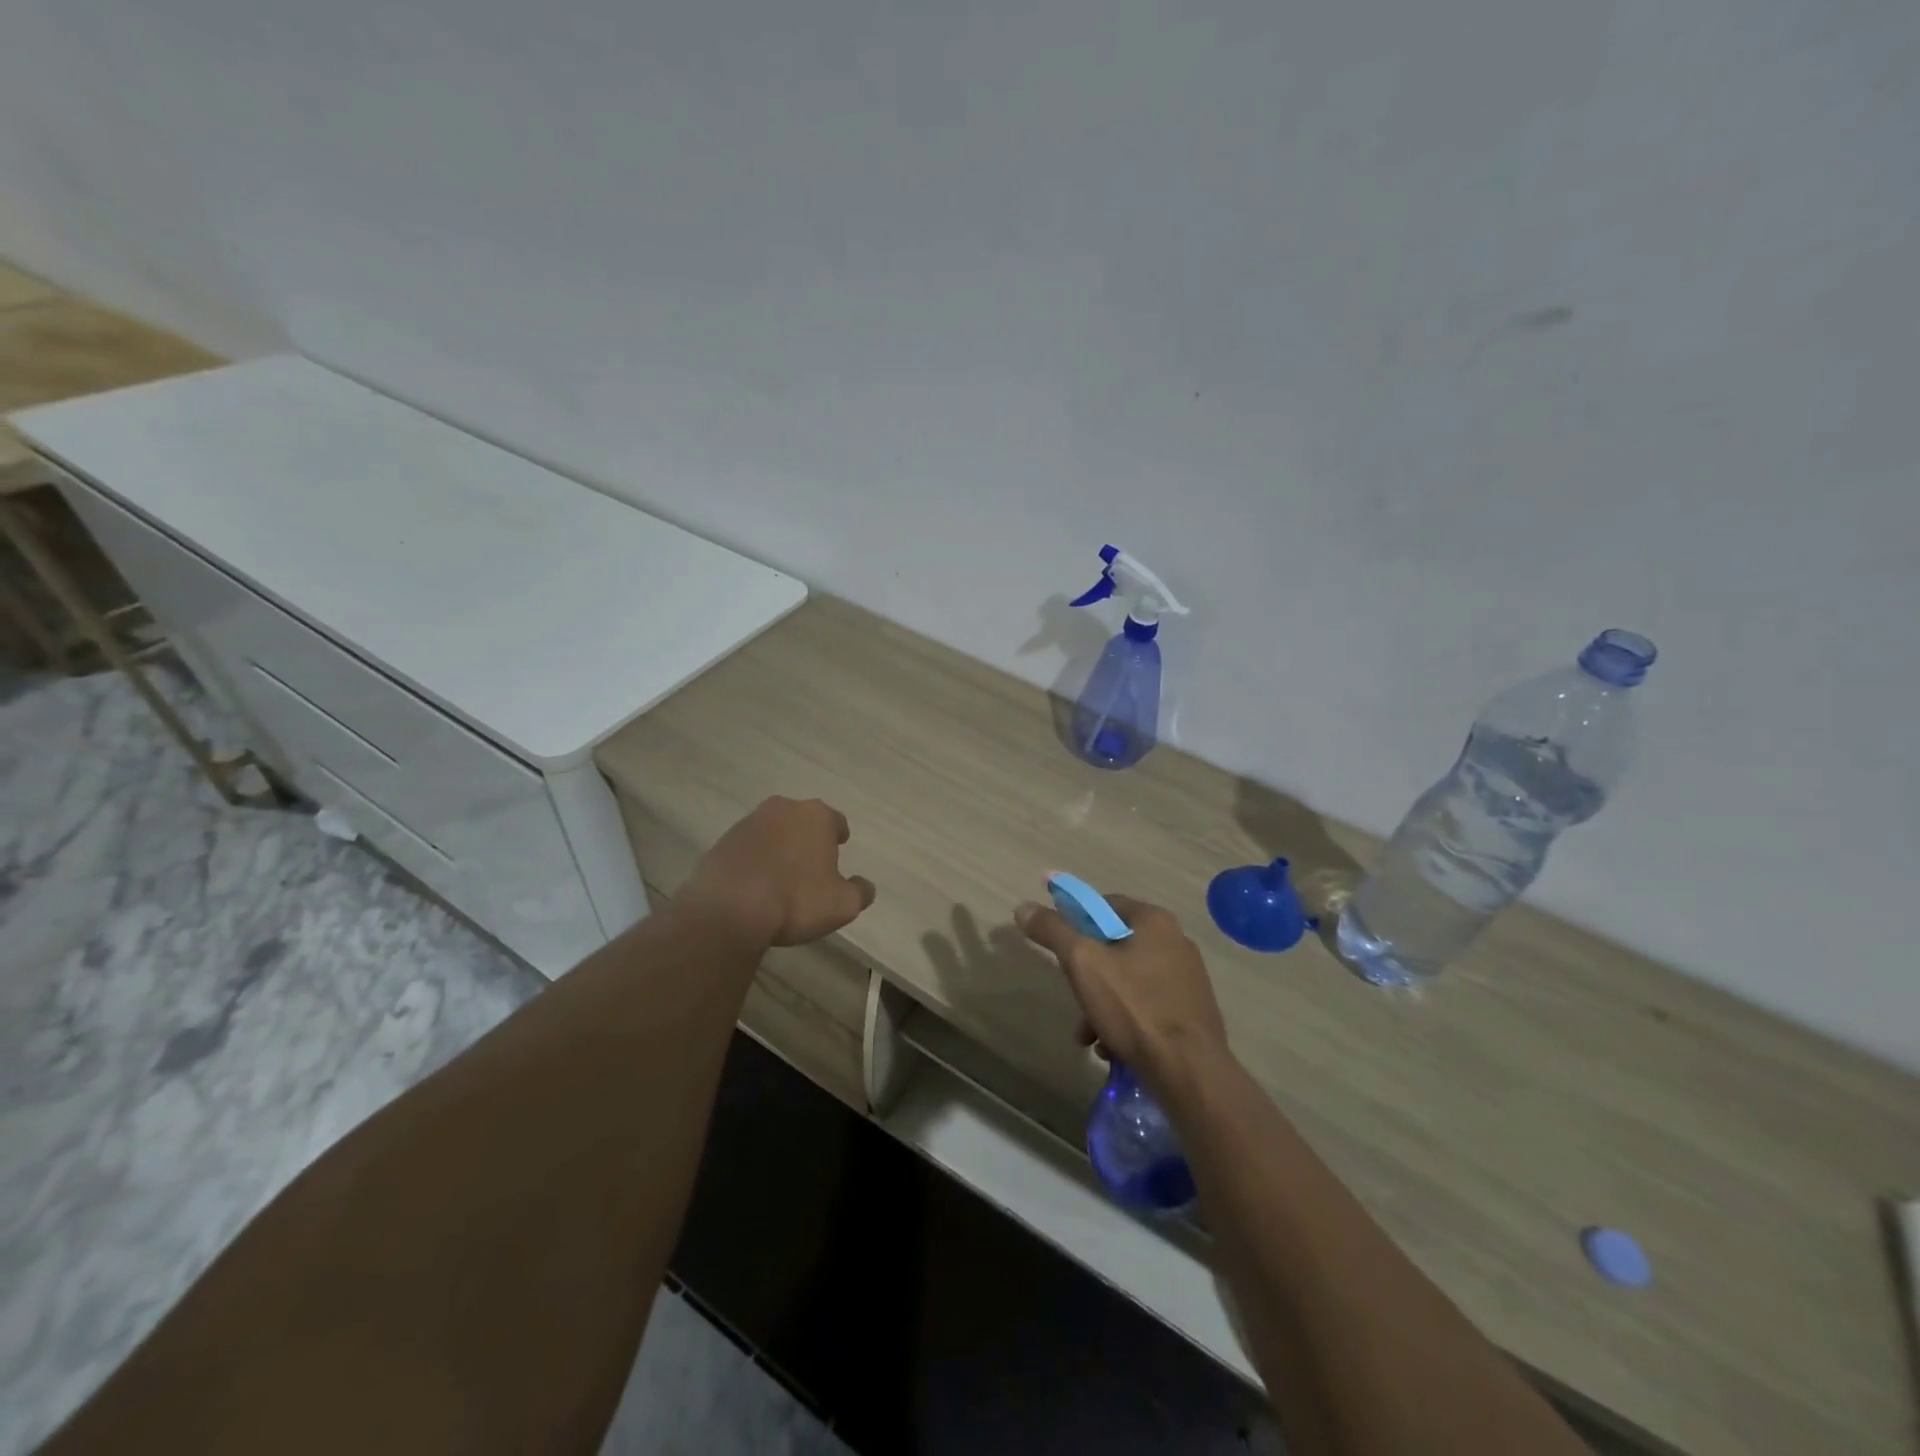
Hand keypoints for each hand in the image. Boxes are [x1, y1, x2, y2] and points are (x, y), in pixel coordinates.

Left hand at [684, 797, 875, 946]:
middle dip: (808, 838)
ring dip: (779, 848)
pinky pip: (748, 848)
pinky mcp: (722, 842)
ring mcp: (748, 823)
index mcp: (816, 816)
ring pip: (773, 832)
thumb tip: (865, 886)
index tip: (840, 848)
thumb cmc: (796, 900)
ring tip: (782, 876)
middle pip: (802, 821)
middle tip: (811, 863)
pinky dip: (754, 860)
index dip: (839, 836)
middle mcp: (783, 810)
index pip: (836, 821)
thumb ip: (860, 892)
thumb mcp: (843, 904)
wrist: (729, 909)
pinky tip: (755, 884)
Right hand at [1015, 895, 1228, 1093]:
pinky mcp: (1191, 1012)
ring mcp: (1187, 978)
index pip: (1103, 904)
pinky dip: (1124, 1021)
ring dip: (1100, 1004)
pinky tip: (1110, 1048)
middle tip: (1072, 996)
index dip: (1075, 921)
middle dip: (1086, 975)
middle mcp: (1175, 941)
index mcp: (1154, 920)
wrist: (1190, 1072)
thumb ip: (1053, 931)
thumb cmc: (1135, 1008)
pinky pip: (1146, 1006)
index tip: (1058, 947)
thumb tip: (1023, 907)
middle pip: (1113, 946)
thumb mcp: (1083, 963)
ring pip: (1128, 980)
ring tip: (1087, 1036)